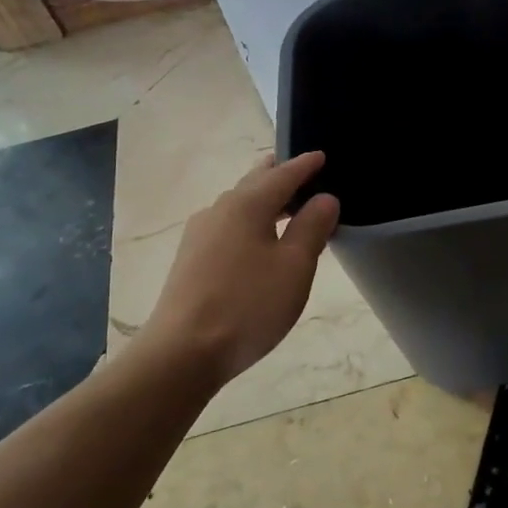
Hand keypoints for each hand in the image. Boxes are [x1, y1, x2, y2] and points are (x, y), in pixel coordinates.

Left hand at [142, 152, 340, 383]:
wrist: (182, 352)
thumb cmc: (248, 305)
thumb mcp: (294, 266)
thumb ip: (312, 227)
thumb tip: (324, 198)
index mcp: (247, 204)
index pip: (282, 174)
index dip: (305, 165)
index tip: (322, 155)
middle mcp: (219, 210)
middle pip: (255, 182)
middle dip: (280, 175)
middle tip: (305, 174)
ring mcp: (200, 234)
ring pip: (239, 204)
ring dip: (265, 201)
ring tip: (288, 208)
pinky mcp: (191, 259)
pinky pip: (228, 226)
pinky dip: (250, 221)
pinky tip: (259, 241)